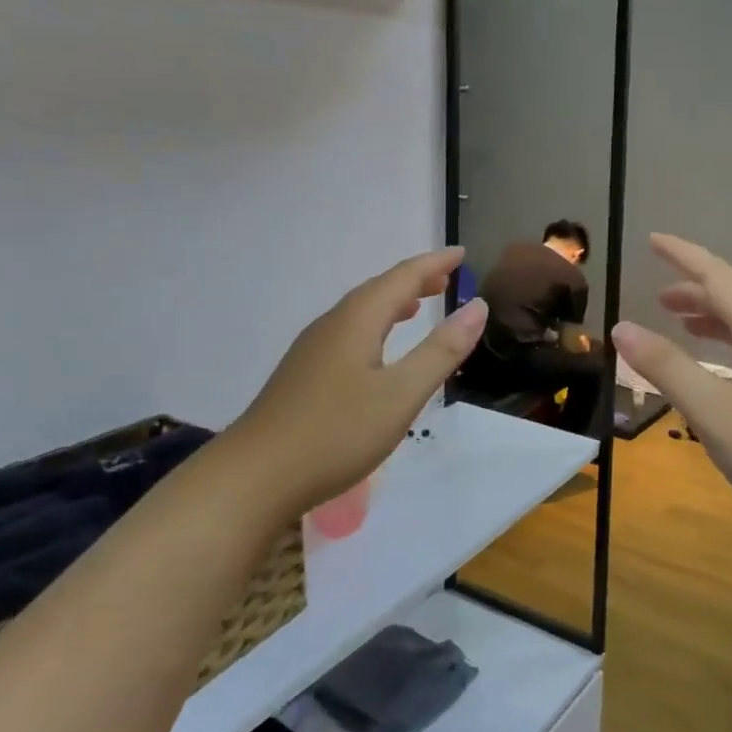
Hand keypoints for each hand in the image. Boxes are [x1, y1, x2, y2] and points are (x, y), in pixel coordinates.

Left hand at [224, 247, 486, 520]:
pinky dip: (374, 326)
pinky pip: (347, 333)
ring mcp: (312, 350)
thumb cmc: (336, 433)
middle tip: (447, 278)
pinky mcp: (302, 374)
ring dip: (393, 302)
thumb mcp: (401, 394)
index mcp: (357, 320)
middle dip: (414, 280)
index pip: (402, 277)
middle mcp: (332, 324)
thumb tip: (477, 306)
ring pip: (360, 312)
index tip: (462, 254)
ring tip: (418, 304)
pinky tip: (376, 350)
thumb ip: (441, 350)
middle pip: (378, 290)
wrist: (254, 477)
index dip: (434, 263)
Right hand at [611, 235, 731, 534]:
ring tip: (680, 326)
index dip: (683, 256)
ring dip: (711, 321)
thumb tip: (621, 327)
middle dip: (694, 292)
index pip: (717, 276)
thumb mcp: (711, 408)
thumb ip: (665, 365)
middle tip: (657, 297)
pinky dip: (727, 349)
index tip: (653, 240)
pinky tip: (716, 374)